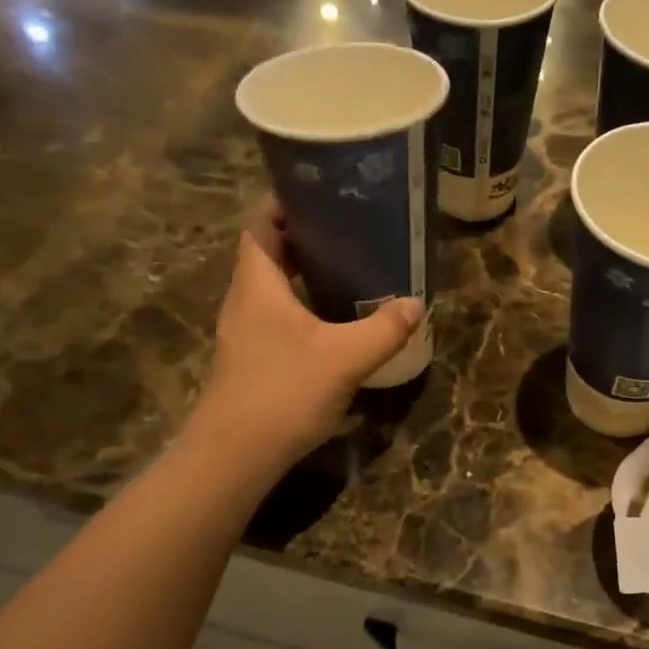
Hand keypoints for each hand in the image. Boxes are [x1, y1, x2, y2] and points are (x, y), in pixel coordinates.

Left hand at [195, 205, 422, 465]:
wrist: (234, 456)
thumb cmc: (283, 392)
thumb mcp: (344, 358)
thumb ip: (383, 329)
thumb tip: (414, 304)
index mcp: (258, 283)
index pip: (261, 223)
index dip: (284, 201)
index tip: (321, 192)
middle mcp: (245, 300)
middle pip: (270, 253)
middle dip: (305, 237)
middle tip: (349, 230)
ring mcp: (245, 332)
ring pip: (274, 288)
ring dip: (305, 275)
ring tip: (349, 270)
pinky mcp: (252, 359)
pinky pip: (278, 317)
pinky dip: (304, 308)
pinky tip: (335, 324)